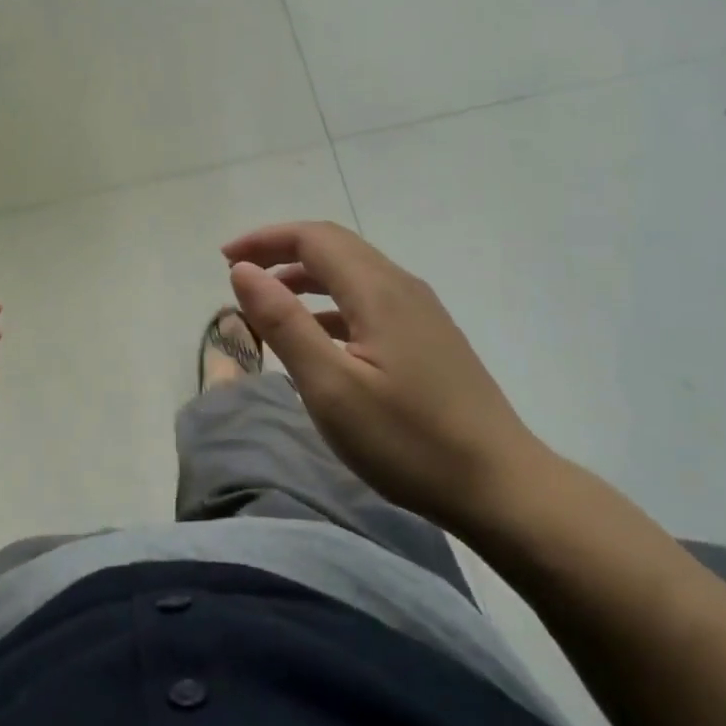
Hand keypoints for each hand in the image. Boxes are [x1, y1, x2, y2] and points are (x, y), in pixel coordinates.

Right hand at [223, 221, 553, 532]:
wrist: (502, 487)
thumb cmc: (408, 440)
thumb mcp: (331, 386)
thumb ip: (284, 323)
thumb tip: (244, 270)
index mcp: (378, 291)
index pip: (314, 238)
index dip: (265, 240)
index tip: (224, 259)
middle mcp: (402, 288)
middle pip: (335, 247)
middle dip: (282, 252)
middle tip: (239, 274)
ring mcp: (422, 313)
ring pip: (354, 274)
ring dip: (306, 278)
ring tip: (268, 303)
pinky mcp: (430, 339)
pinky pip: (369, 301)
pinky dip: (331, 304)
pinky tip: (318, 337)